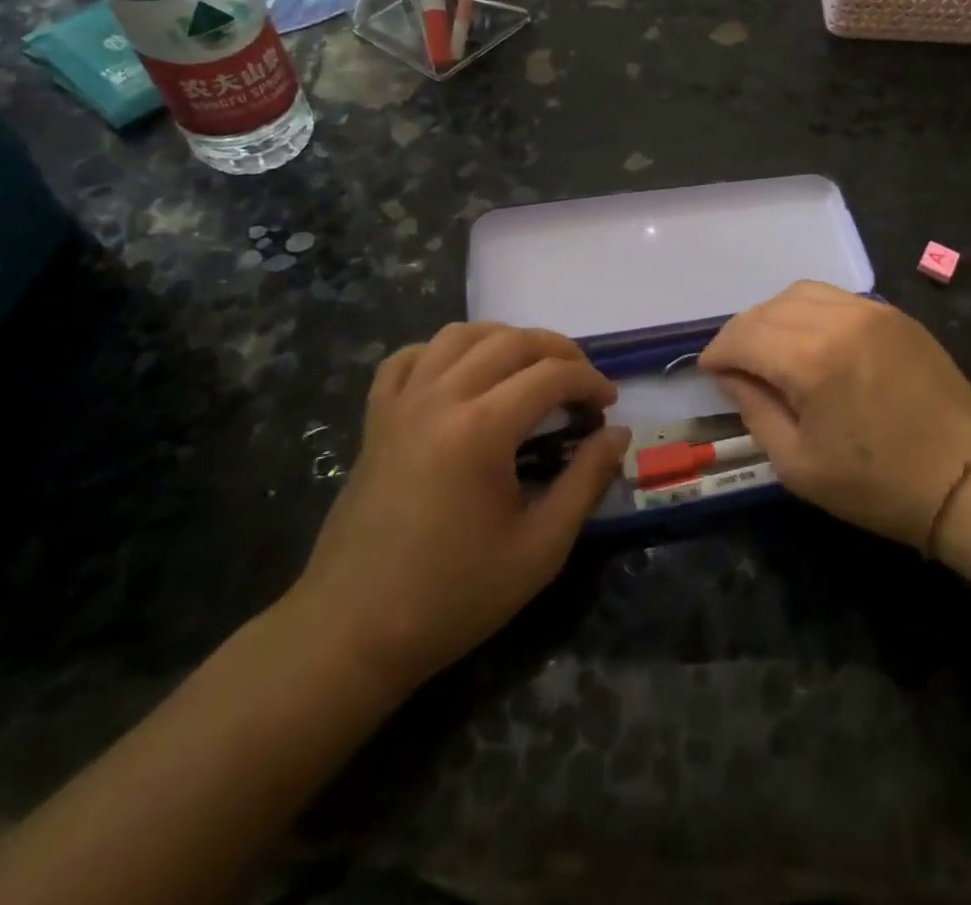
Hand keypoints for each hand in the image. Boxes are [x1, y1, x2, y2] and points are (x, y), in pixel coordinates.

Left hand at [285, 324, 629, 696]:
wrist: (352, 634)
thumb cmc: (453, 596)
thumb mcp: (540, 548)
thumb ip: (586, 481)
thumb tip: (618, 433)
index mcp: (481, 429)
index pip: (551, 375)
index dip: (590, 380)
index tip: (609, 404)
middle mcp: (440, 398)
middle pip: (510, 342)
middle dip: (558, 351)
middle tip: (582, 381)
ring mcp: (402, 405)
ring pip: (459, 335)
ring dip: (504, 339)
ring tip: (529, 368)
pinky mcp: (376, 420)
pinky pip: (407, 358)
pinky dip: (441, 352)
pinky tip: (461, 374)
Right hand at [699, 281, 970, 547]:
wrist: (966, 478)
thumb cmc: (877, 484)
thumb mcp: (799, 464)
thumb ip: (755, 410)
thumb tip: (731, 376)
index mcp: (811, 359)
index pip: (744, 335)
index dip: (718, 352)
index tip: (710, 372)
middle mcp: (839, 319)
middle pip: (769, 308)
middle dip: (742, 334)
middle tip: (736, 365)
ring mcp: (872, 310)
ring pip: (801, 293)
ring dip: (774, 316)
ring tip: (771, 349)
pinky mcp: (895, 314)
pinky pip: (836, 298)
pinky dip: (810, 311)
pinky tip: (811, 340)